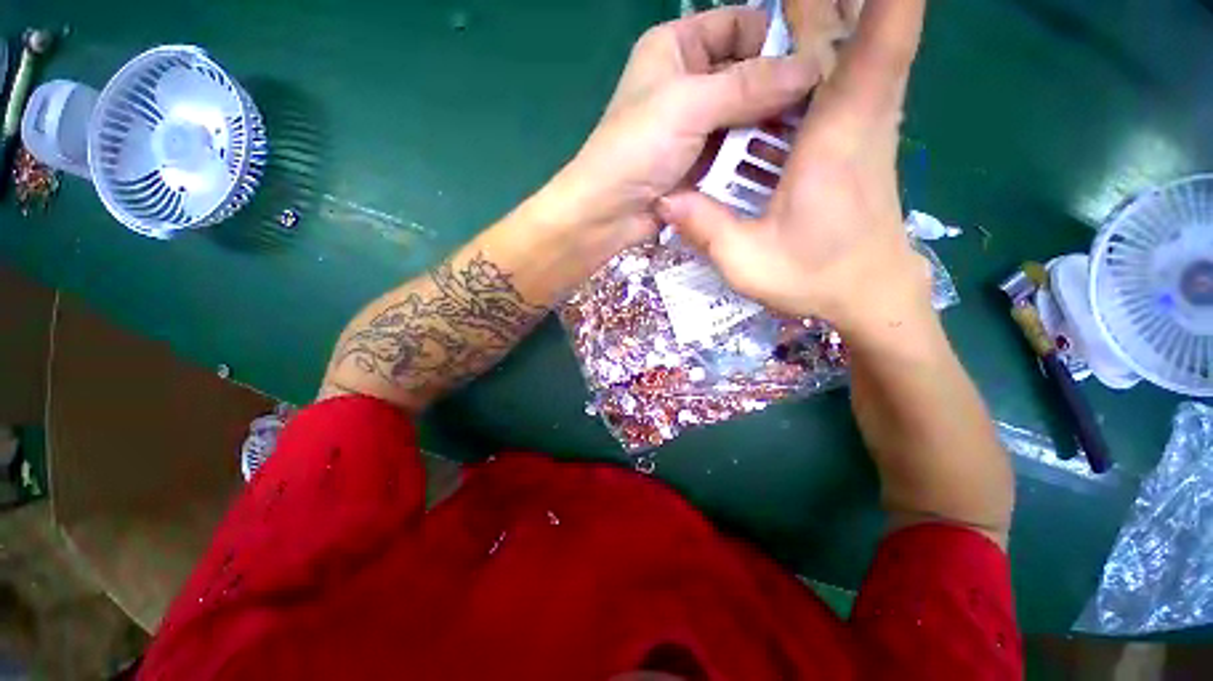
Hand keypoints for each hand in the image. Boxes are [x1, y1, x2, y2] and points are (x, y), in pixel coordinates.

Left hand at [537, 7, 818, 260]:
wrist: (609, 212)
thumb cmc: (637, 148)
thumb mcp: (690, 104)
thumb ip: (749, 84)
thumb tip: (812, 66)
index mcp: (677, 48)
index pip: (739, 25)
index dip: (776, 39)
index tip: (817, 59)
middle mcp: (689, 82)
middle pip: (747, 73)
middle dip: (781, 88)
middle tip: (824, 105)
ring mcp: (695, 126)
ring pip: (745, 114)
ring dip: (771, 125)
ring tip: (812, 135)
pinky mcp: (699, 162)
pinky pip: (735, 149)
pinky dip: (755, 153)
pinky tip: (784, 159)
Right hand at [657, 0, 931, 339]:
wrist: (868, 295)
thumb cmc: (814, 278)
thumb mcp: (747, 262)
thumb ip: (706, 227)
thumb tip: (664, 199)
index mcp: (836, 137)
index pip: (880, 40)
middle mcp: (860, 116)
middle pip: (866, 27)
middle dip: (832, 0)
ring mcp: (866, 125)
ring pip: (860, 47)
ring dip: (834, 15)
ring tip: (788, 7)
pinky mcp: (861, 139)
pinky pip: (854, 75)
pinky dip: (835, 50)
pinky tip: (803, 52)